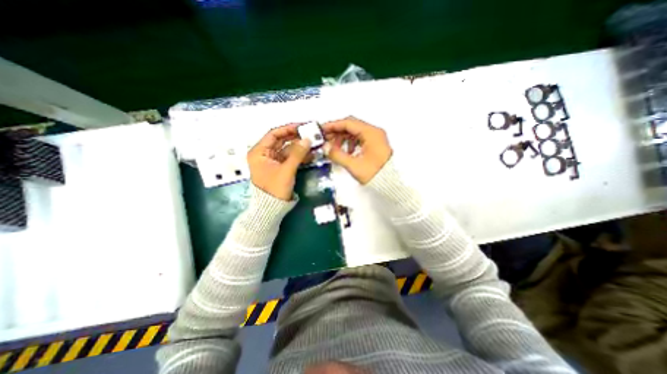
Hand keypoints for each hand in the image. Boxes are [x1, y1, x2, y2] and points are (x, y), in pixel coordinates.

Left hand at [247, 124, 312, 200]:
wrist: (272, 208)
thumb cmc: (274, 188)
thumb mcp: (286, 170)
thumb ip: (297, 154)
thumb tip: (308, 139)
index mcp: (259, 152)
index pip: (273, 134)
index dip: (287, 129)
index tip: (301, 126)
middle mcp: (265, 154)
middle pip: (281, 141)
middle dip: (296, 138)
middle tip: (310, 134)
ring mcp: (273, 161)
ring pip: (288, 150)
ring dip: (300, 147)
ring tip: (313, 143)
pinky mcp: (280, 167)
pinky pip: (290, 158)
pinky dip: (299, 156)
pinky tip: (310, 154)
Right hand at [322, 116, 392, 181]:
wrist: (391, 184)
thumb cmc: (374, 174)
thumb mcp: (354, 165)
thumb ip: (337, 155)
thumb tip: (325, 147)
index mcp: (371, 133)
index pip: (348, 123)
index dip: (333, 125)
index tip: (322, 130)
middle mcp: (374, 132)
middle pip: (352, 126)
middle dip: (337, 132)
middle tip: (325, 140)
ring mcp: (375, 138)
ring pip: (355, 132)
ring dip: (343, 138)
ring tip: (334, 148)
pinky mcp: (375, 144)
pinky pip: (360, 139)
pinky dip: (351, 143)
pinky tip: (346, 152)